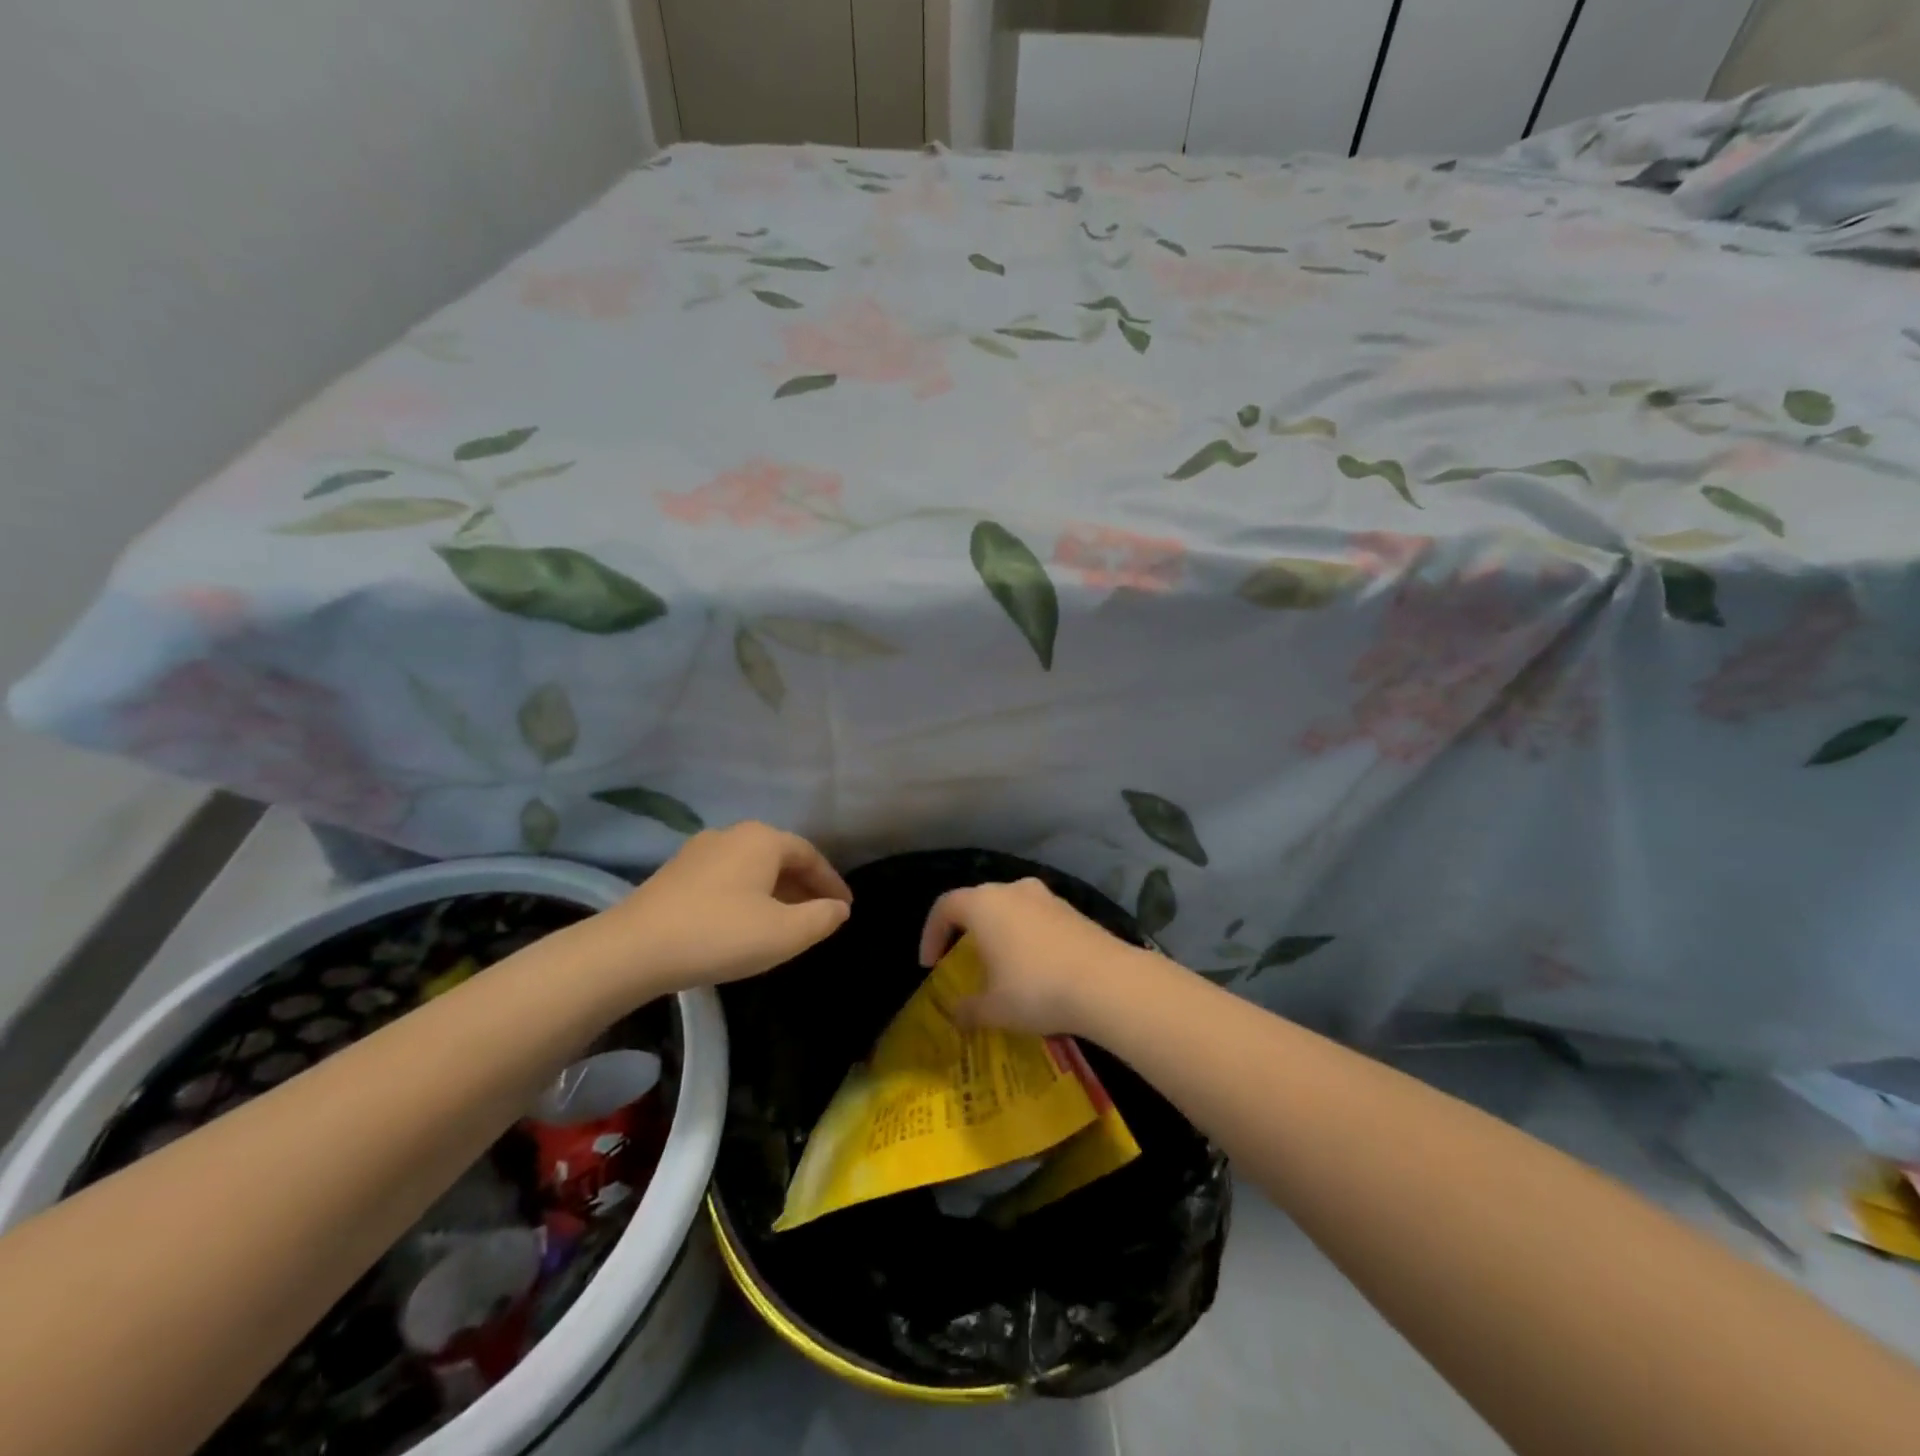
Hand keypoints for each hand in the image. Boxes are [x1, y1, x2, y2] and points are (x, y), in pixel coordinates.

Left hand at [591, 823, 851, 994]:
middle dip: (803, 885)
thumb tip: (839, 908)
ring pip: (752, 867)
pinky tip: (744, 920)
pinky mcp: (676, 872)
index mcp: (763, 839)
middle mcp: (733, 834)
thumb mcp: (784, 933)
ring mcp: (700, 851)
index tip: (845, 908)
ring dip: (775, 890)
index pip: (810, 855)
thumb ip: (820, 918)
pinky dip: (747, 894)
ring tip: (785, 920)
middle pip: (780, 857)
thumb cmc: (720, 934)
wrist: (633, 949)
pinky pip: (727, 877)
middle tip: (819, 913)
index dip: (831, 882)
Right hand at [917, 877, 1151, 1036]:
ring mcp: (1046, 897)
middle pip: (978, 902)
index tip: (931, 965)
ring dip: (999, 932)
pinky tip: (1036, 967)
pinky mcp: (1073, 910)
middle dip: (965, 931)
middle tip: (962, 961)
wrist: (1107, 983)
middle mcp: (1013, 890)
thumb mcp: (994, 1008)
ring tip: (1001, 965)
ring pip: (1011, 908)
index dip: (931, 934)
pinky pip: (1037, 918)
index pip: (944, 906)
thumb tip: (956, 1014)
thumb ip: (968, 1009)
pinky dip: (1027, 936)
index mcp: (984, 904)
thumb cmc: (1036, 989)